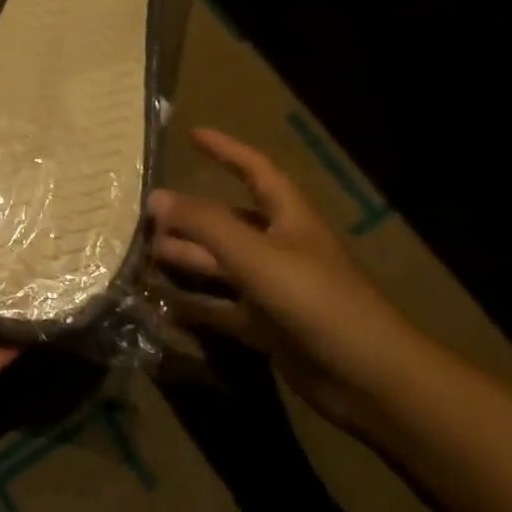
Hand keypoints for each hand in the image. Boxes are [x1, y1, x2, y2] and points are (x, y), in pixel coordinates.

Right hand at [149, 127, 428, 428]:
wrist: (366, 377)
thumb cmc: (314, 299)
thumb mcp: (254, 254)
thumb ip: (204, 224)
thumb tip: (156, 197)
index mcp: (289, 218)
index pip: (256, 171)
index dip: (227, 150)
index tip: (193, 135)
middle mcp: (281, 248)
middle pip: (229, 222)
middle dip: (191, 216)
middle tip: (146, 215)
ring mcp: (274, 290)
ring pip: (221, 266)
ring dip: (187, 259)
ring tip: (144, 254)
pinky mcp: (268, 327)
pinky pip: (222, 308)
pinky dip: (195, 304)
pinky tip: (163, 302)